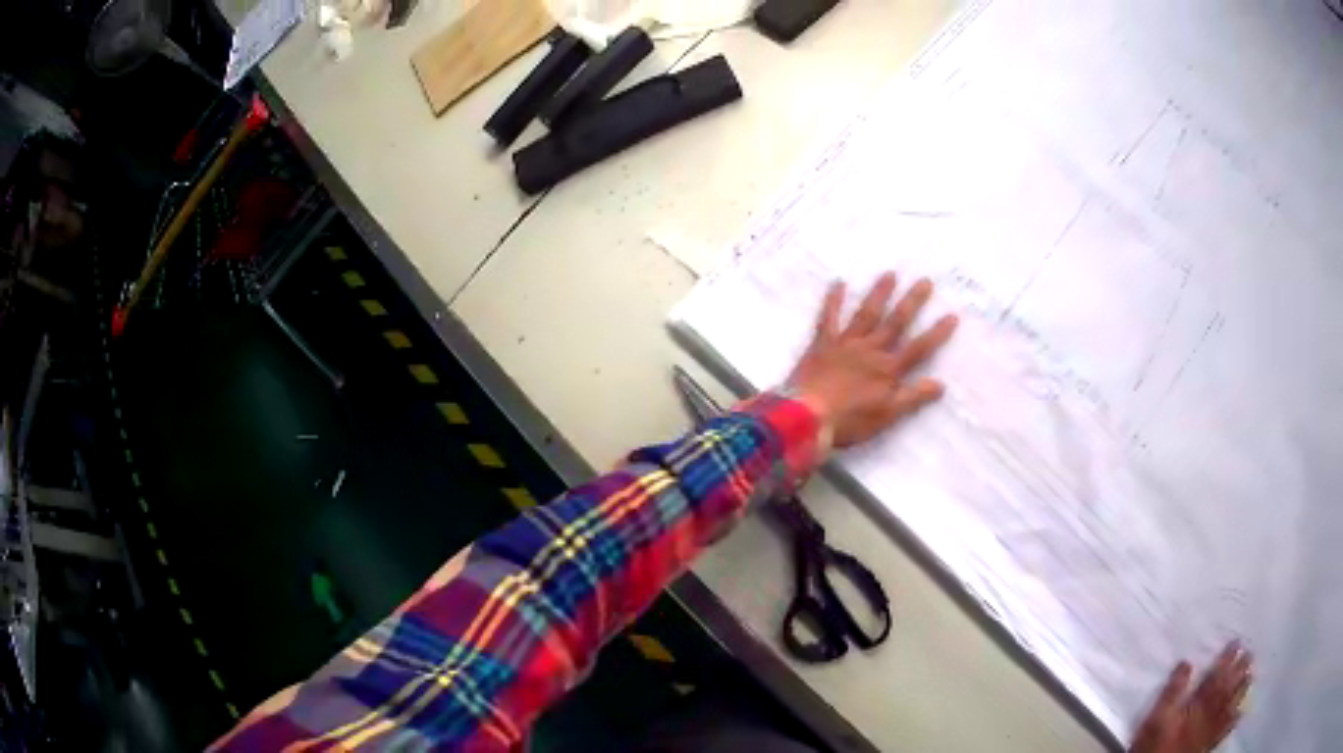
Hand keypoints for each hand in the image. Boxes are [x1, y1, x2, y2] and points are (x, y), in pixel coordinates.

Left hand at [787, 272, 957, 447]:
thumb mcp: (887, 415)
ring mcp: (845, 344)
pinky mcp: (822, 344)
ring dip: (879, 294)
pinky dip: (833, 300)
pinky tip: (838, 283)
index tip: (952, 315)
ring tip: (890, 274)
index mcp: (888, 370)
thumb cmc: (849, 421)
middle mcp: (870, 350)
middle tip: (925, 280)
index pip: (919, 349)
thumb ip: (913, 398)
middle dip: (912, 302)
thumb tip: (940, 384)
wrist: (806, 417)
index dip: (936, 333)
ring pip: (867, 314)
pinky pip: (828, 318)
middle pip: (895, 323)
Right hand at [1129, 642, 1252, 752]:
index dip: (1227, 658)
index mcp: (1199, 704)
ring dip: (1242, 690)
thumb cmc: (1155, 744)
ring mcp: (1210, 730)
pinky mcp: (1207, 745)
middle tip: (1251, 654)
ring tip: (1251, 675)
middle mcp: (1210, 713)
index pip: (1217, 676)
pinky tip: (1240, 713)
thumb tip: (1187, 663)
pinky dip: (1234, 720)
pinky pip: (1224, 730)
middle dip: (1240, 670)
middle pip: (1228, 688)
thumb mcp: (1157, 718)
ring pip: (1231, 705)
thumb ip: (1172, 692)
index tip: (1237, 642)